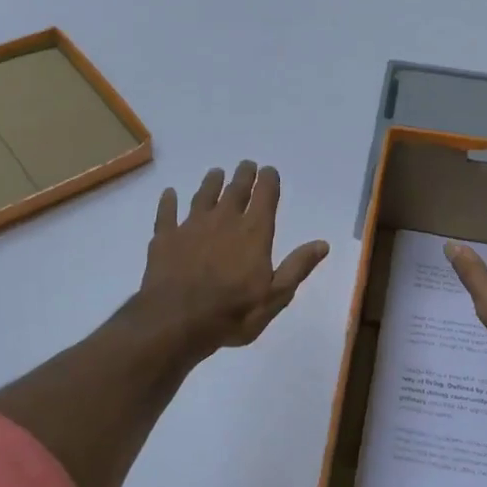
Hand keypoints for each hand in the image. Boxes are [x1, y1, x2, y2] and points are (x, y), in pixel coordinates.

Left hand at [139, 161, 328, 356]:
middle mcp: (224, 220)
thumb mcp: (275, 296)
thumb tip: (322, 244)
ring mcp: (191, 226)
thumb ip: (297, 267)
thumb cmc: (232, 313)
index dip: (268, 181)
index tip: (269, 171)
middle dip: (243, 176)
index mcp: (254, 232)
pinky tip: (169, 193)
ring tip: (216, 173)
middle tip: (246, 165)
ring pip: (203, 196)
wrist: (176, 321)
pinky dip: (168, 201)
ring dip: (211, 182)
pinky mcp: (165, 238)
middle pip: (235, 190)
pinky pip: (167, 213)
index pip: (265, 197)